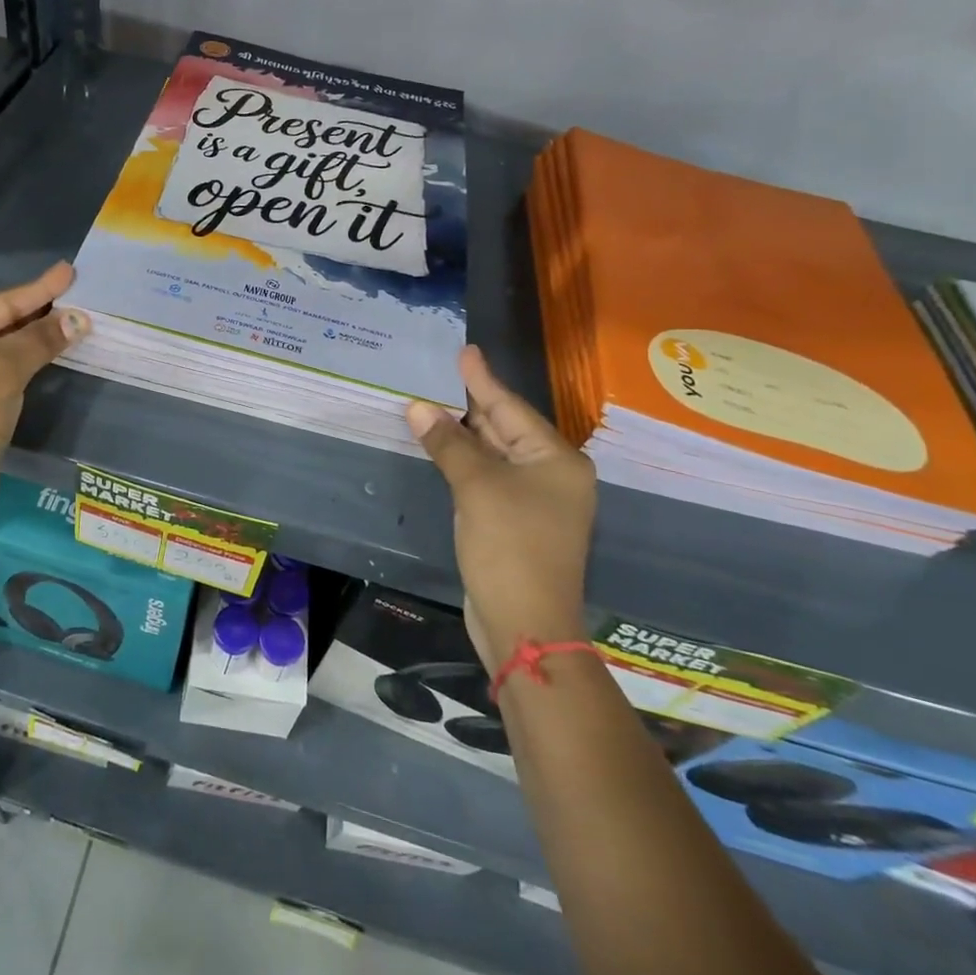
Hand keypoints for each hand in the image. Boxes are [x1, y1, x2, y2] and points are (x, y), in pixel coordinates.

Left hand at [0, 262, 89, 517]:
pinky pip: (1, 367)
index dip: (39, 288)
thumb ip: (42, 339)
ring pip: (2, 345)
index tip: (69, 271)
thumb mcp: (6, 369)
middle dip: (38, 310)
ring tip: (70, 318)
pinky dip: (26, 358)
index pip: (0, 302)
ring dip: (35, 335)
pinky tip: (49, 352)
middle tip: (75, 293)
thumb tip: (79, 318)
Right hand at [406, 345, 595, 657]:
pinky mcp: (516, 521)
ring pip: (495, 453)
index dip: (482, 379)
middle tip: (442, 372)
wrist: (525, 624)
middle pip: (505, 428)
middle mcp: (552, 474)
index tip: (465, 350)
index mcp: (556, 460)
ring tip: (435, 400)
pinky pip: (488, 476)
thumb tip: (419, 407)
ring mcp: (535, 500)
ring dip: (464, 432)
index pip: (510, 408)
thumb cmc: (510, 547)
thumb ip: (448, 443)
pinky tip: (443, 445)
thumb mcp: (476, 487)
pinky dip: (465, 459)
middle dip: (471, 403)